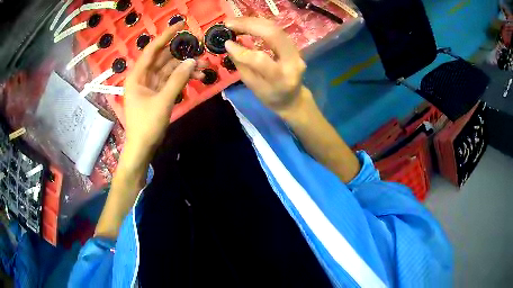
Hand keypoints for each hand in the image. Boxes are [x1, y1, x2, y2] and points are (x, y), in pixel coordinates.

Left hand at [123, 22, 205, 157]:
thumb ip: (177, 80)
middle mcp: (143, 77)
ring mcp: (150, 86)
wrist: (142, 148)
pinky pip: (170, 80)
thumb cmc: (147, 125)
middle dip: (180, 54)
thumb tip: (192, 61)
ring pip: (169, 70)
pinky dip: (181, 78)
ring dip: (184, 67)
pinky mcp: (157, 94)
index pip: (152, 50)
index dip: (166, 36)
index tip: (181, 25)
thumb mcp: (163, 101)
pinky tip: (195, 76)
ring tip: (202, 66)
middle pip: (163, 59)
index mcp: (137, 76)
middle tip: (199, 49)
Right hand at [224, 17, 308, 116]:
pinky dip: (260, 24)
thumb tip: (230, 45)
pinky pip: (277, 30)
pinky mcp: (294, 46)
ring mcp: (297, 52)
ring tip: (235, 21)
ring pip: (276, 29)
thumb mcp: (253, 87)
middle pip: (274, 35)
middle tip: (230, 23)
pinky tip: (247, 23)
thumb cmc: (270, 96)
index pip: (261, 60)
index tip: (227, 43)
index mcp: (281, 79)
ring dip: (254, 22)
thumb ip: (242, 66)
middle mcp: (293, 62)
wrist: (292, 99)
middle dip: (249, 25)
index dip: (242, 51)